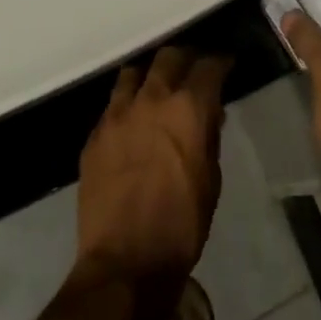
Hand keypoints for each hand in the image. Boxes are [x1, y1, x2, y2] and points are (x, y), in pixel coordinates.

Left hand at [75, 47, 231, 297]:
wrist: (126, 262)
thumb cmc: (182, 223)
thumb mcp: (211, 178)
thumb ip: (209, 136)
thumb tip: (209, 113)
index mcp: (188, 108)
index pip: (208, 66)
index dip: (220, 63)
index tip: (225, 66)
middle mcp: (152, 99)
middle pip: (169, 57)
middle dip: (185, 59)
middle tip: (192, 71)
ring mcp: (118, 114)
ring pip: (134, 72)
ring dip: (150, 76)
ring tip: (157, 89)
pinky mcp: (95, 134)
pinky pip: (113, 104)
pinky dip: (127, 103)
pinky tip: (133, 121)